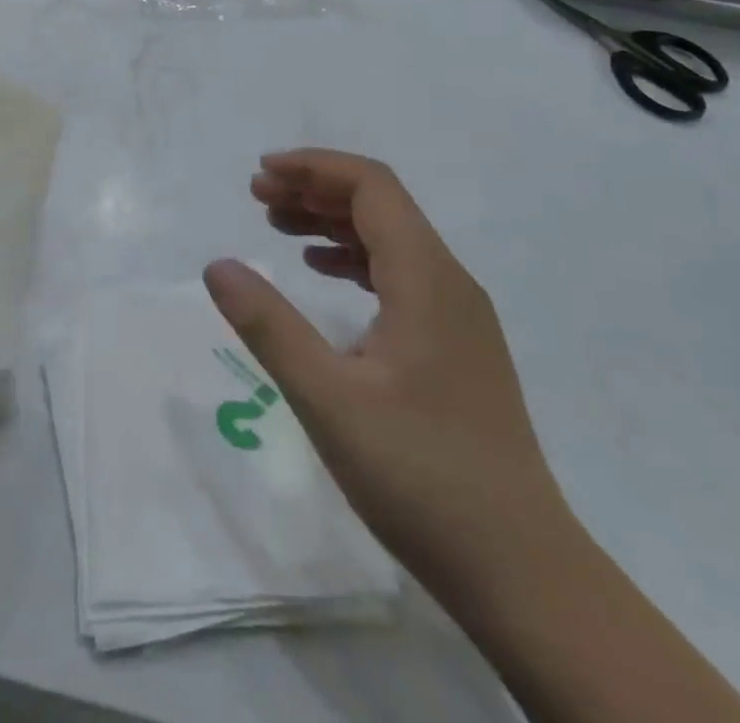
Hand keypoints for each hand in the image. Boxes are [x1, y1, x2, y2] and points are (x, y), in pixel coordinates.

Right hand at [204, 149, 568, 593]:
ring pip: (390, 240)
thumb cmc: (420, 476)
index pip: (371, 186)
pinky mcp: (456, 346)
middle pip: (381, 205)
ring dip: (332, 222)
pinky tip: (322, 273)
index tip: (261, 174)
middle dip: (316, 189)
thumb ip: (268, 326)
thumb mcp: (328, 399)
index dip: (314, 168)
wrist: (522, 571)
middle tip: (258, 197)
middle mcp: (449, 282)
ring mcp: (458, 316)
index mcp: (426, 278)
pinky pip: (400, 275)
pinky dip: (354, 259)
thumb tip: (217, 266)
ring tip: (278, 227)